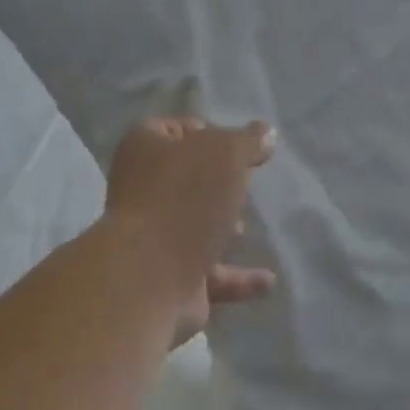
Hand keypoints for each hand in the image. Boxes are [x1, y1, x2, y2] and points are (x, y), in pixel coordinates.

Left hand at [104, 117, 277, 336]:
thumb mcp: (225, 153)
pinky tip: (267, 280)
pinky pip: (209, 274)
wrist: (150, 277)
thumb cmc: (184, 198)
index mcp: (143, 149)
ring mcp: (151, 238)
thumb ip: (247, 141)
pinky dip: (237, 277)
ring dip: (221, 228)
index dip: (204, 132)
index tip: (237, 144)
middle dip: (215, 183)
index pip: (171, 129)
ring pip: (192, 226)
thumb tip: (266, 133)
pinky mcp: (168, 280)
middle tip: (245, 183)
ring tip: (247, 228)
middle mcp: (141, 191)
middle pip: (183, 179)